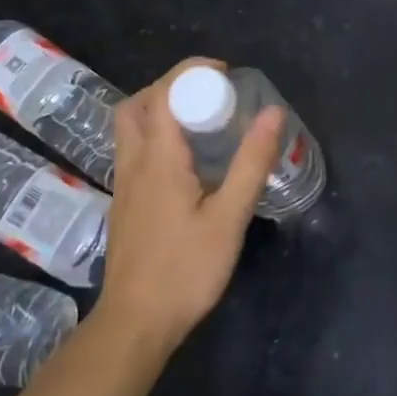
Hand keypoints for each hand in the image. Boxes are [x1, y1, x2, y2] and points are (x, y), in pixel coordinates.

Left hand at [96, 57, 284, 350]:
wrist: (135, 324)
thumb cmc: (185, 270)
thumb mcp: (229, 217)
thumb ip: (251, 163)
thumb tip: (272, 112)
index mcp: (158, 158)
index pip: (165, 92)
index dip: (193, 71)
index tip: (226, 73)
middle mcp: (134, 162)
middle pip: (138, 103)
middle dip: (172, 85)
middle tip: (209, 94)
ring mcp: (124, 183)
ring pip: (130, 126)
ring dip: (160, 108)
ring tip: (200, 120)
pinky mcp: (124, 202)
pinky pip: (133, 148)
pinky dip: (156, 133)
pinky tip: (186, 159)